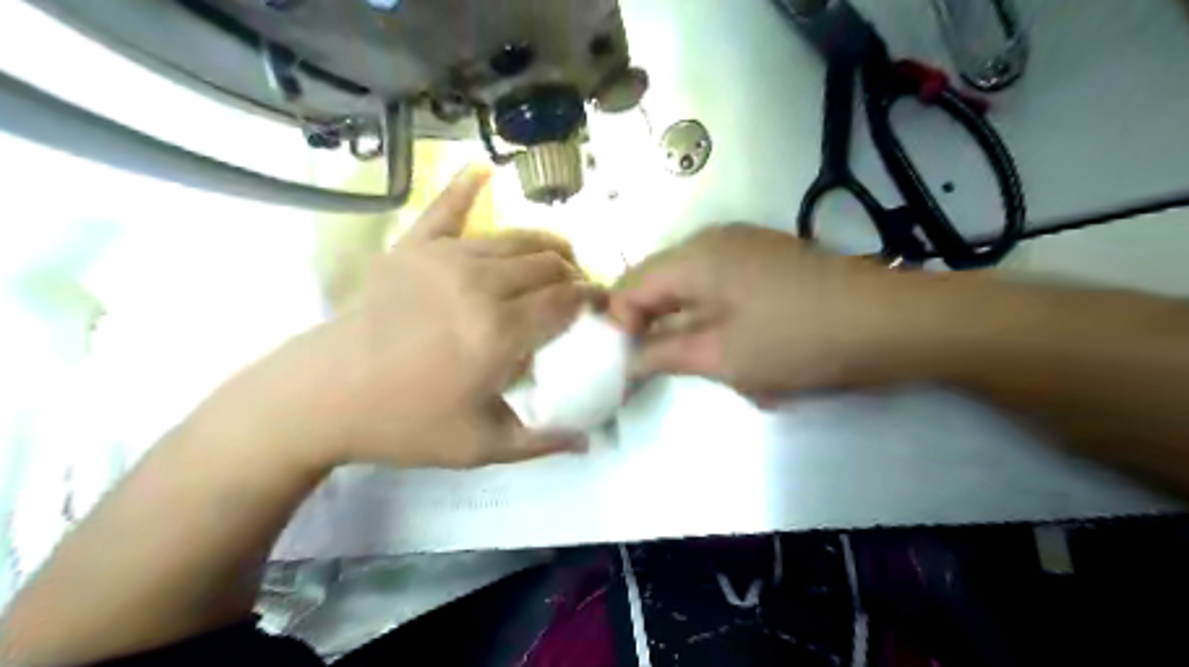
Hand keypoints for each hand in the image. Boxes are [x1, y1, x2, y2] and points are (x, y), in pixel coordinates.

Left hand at [212, 163, 591, 467]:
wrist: (322, 397)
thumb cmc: (405, 424)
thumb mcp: (481, 447)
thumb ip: (541, 442)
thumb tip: (588, 441)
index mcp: (500, 332)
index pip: (566, 301)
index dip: (592, 300)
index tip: (602, 308)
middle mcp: (479, 285)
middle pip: (546, 265)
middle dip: (572, 275)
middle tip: (575, 293)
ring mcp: (443, 258)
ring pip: (514, 239)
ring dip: (544, 246)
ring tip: (556, 258)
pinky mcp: (411, 248)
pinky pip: (445, 208)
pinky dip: (466, 187)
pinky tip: (484, 169)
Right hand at [607, 225, 922, 400]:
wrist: (888, 323)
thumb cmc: (796, 340)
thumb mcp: (721, 356)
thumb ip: (664, 354)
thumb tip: (628, 359)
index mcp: (693, 256)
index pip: (629, 286)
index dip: (619, 325)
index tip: (629, 364)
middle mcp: (712, 239)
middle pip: (658, 281)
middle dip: (653, 325)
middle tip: (662, 366)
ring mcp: (743, 245)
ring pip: (689, 285)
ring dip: (686, 323)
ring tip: (705, 358)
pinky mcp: (766, 258)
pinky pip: (719, 284)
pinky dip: (714, 314)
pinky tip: (738, 343)